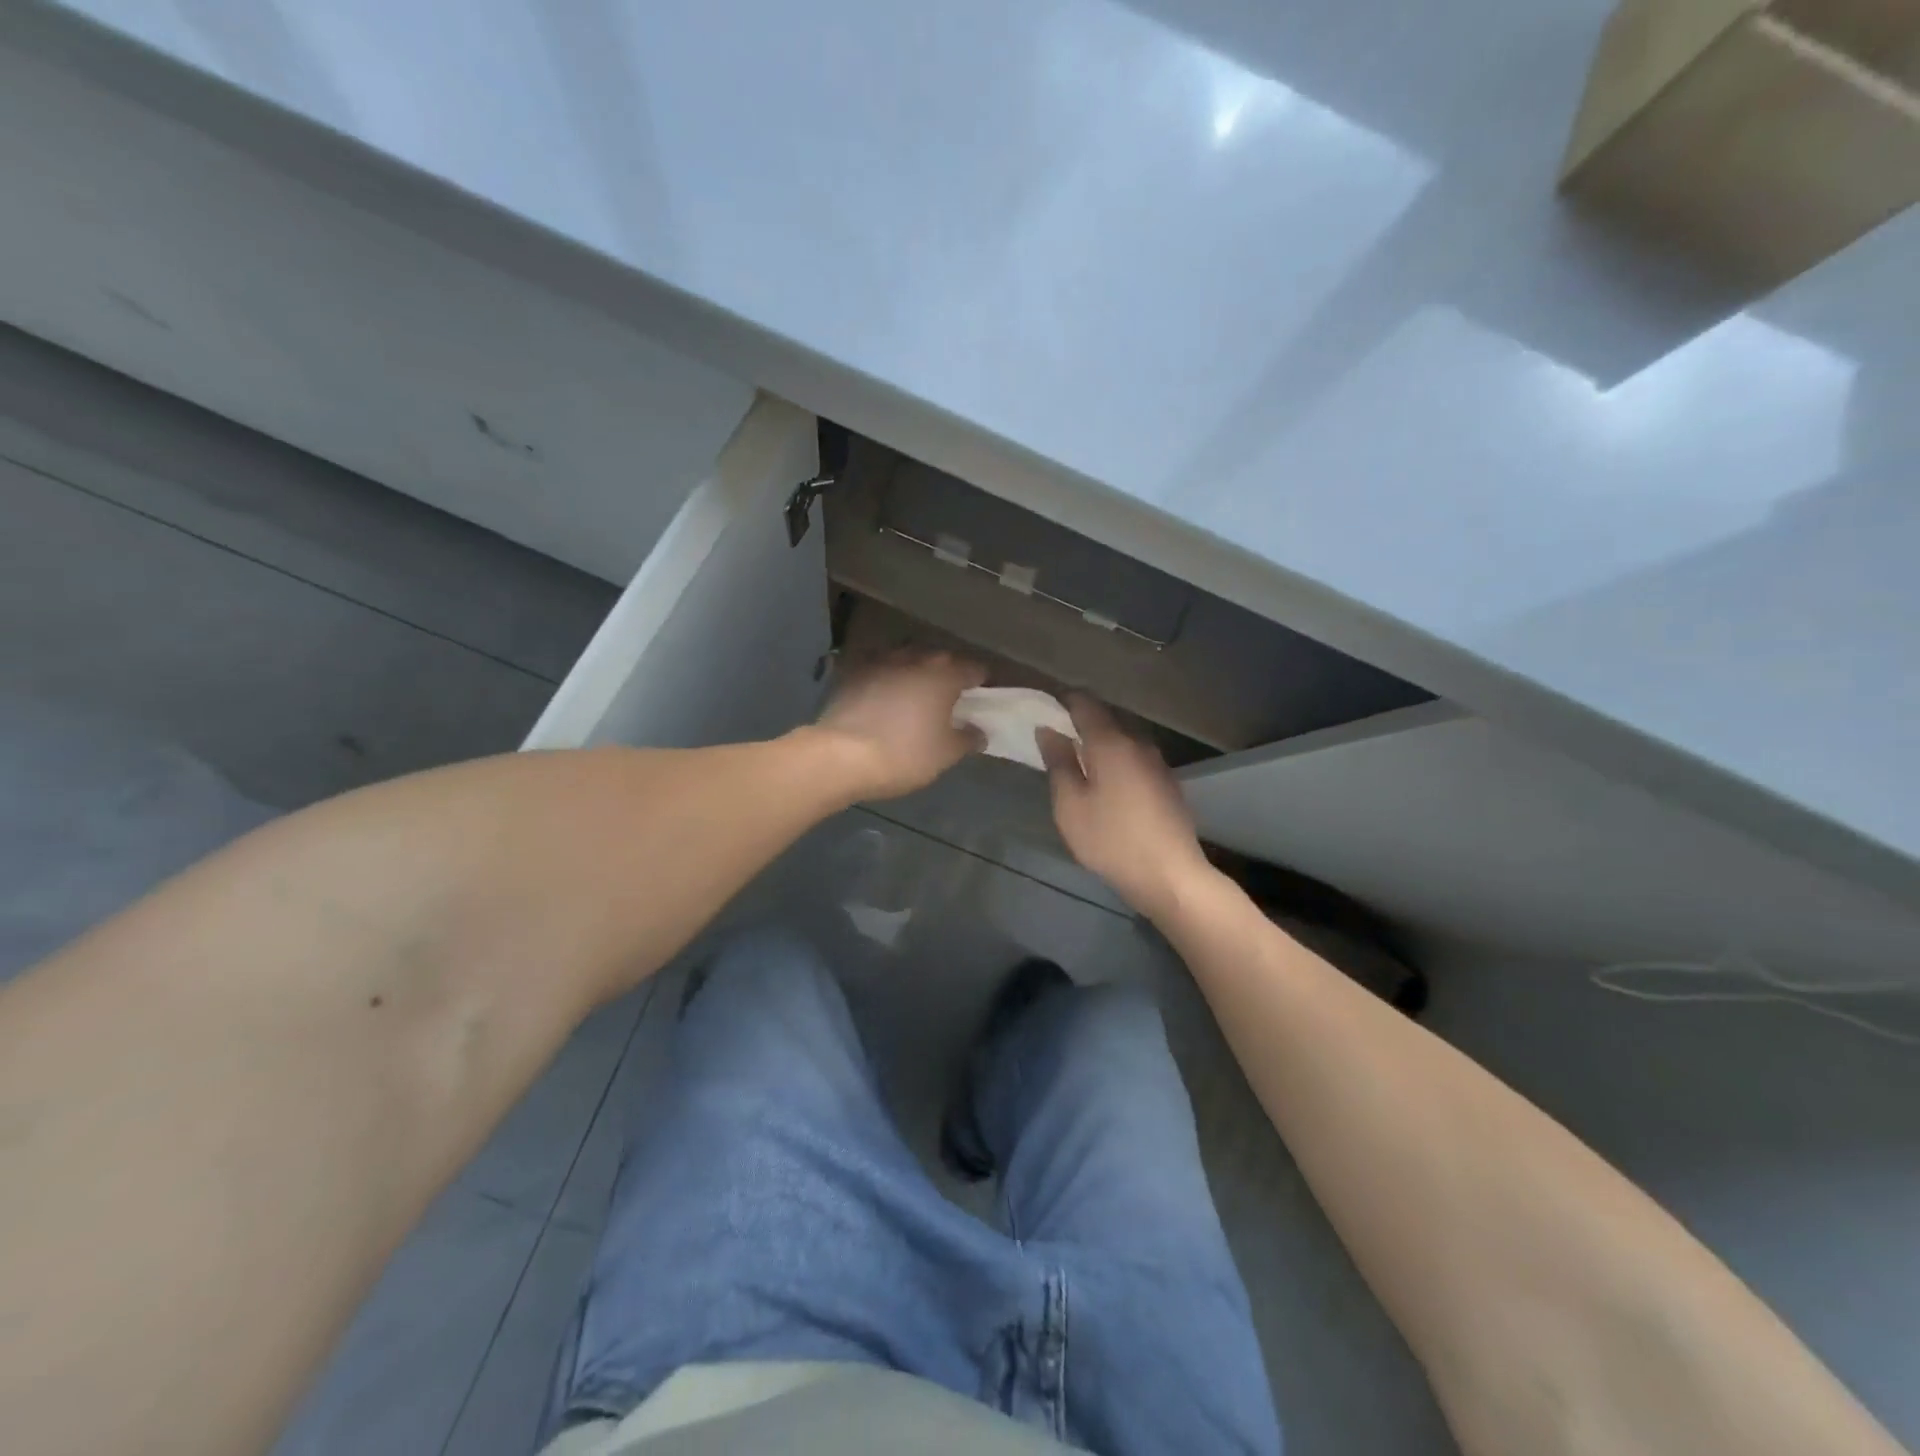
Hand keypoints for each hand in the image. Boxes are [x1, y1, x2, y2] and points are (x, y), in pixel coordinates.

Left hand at [811, 649, 987, 800]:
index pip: (974, 669)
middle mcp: (915, 658)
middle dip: (947, 676)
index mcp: (944, 674)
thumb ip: (968, 739)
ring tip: (914, 698)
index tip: (980, 700)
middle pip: (940, 661)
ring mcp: (880, 661)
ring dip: (914, 675)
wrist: (841, 755)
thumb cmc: (905, 754)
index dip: (981, 683)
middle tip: (949, 701)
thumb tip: (979, 731)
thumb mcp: (946, 754)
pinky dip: (886, 682)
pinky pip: (879, 672)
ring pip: (907, 662)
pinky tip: (883, 701)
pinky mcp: (852, 672)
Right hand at [1039, 696, 1212, 918]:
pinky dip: (1116, 762)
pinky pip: (1135, 759)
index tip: (1043, 709)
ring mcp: (1157, 763)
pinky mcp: (1167, 783)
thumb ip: (1058, 762)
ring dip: (1100, 744)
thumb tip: (1048, 730)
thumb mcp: (1070, 804)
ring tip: (1078, 763)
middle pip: (1106, 720)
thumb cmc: (1111, 839)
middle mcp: (1138, 743)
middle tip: (1055, 739)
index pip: (1085, 703)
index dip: (1062, 701)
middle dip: (1080, 723)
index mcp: (1111, 742)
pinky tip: (1107, 784)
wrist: (1170, 876)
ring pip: (1122, 740)